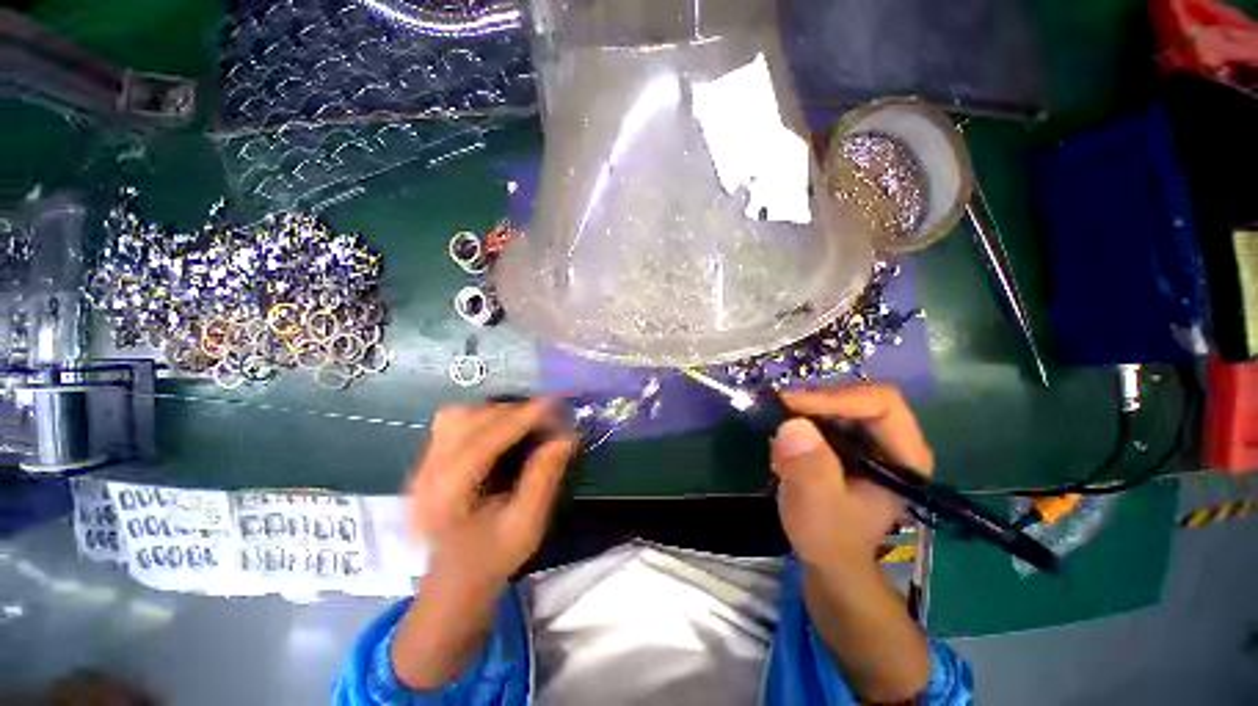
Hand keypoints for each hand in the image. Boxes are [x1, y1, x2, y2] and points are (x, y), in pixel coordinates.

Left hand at [407, 398, 576, 590]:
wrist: (453, 581)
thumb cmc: (492, 558)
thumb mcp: (525, 526)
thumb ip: (543, 479)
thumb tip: (565, 437)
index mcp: (445, 498)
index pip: (480, 444)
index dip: (518, 419)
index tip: (551, 404)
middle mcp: (424, 475)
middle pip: (465, 422)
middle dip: (509, 413)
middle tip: (544, 417)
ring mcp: (421, 466)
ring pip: (456, 416)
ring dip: (494, 413)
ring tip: (524, 422)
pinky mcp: (427, 461)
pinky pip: (453, 422)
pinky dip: (482, 418)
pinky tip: (502, 429)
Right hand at [773, 385, 933, 566]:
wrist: (829, 559)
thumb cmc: (830, 538)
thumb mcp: (817, 507)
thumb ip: (810, 467)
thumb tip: (793, 423)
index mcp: (904, 457)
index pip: (881, 404)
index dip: (836, 398)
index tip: (793, 406)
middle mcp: (891, 442)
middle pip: (856, 398)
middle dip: (814, 403)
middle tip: (778, 411)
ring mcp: (869, 442)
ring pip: (836, 405)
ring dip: (803, 414)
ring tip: (779, 435)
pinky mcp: (848, 444)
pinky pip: (823, 417)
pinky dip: (799, 423)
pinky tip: (783, 447)